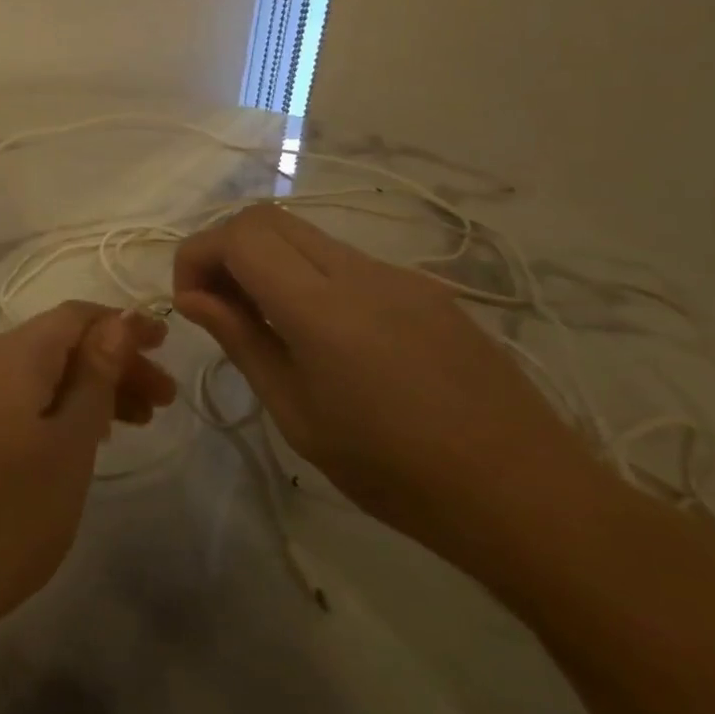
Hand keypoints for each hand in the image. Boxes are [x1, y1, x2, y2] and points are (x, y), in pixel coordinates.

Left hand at [0, 302, 174, 638]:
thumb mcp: (68, 445)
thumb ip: (94, 378)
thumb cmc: (6, 512)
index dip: (122, 324)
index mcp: (10, 356)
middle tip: (162, 402)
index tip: (167, 346)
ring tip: (132, 425)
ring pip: (36, 378)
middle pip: (56, 346)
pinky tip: (76, 444)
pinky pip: (14, 405)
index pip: (74, 316)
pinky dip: (54, 413)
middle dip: (112, 364)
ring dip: (86, 391)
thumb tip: (116, 322)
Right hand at [174, 205, 598, 564]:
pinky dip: (307, 276)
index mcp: (323, 308)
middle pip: (268, 218)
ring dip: (266, 261)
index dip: (197, 254)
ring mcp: (399, 275)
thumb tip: (193, 298)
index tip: (188, 301)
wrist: (526, 495)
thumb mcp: (297, 414)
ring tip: (264, 324)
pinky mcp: (425, 289)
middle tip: (217, 305)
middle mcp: (360, 271)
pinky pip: (346, 260)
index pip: (239, 236)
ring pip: (307, 235)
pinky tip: (322, 336)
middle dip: (225, 248)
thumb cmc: (394, 471)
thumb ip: (242, 342)